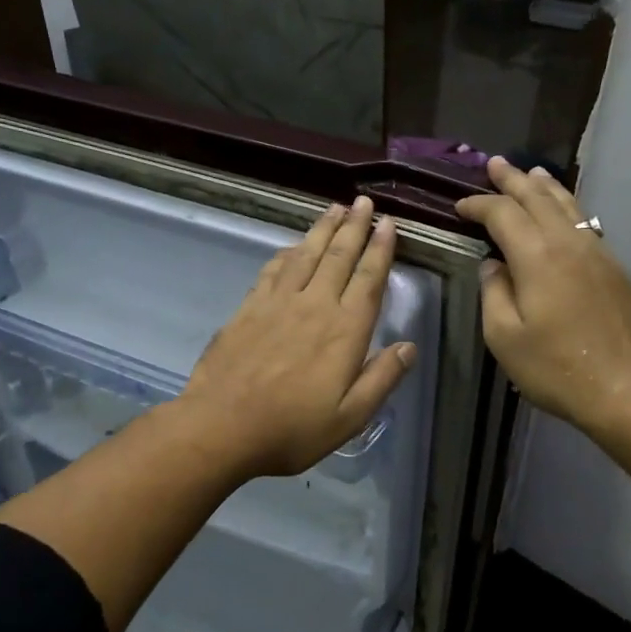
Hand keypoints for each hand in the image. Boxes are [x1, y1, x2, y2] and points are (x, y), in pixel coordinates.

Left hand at [178, 196, 415, 478]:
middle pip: (338, 257)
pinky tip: (292, 245)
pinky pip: (273, 269)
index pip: (368, 280)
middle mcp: (314, 306)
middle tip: (364, 202)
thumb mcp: (350, 418)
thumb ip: (381, 379)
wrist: (221, 427)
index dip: (380, 249)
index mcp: (344, 331)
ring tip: (335, 208)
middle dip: (354, 227)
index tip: (388, 224)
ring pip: (305, 255)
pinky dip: (287, 252)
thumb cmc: (292, 429)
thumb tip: (408, 347)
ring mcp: (277, 303)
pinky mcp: (248, 308)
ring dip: (322, 229)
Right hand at [457, 158, 630, 436]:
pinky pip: (586, 225)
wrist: (627, 388)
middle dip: (513, 180)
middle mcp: (569, 244)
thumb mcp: (505, 337)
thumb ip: (494, 293)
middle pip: (538, 199)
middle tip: (495, 163)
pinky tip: (565, 215)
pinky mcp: (615, 270)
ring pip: (569, 207)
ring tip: (533, 173)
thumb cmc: (556, 368)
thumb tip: (493, 264)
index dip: (479, 205)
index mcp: (537, 256)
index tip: (460, 206)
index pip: (503, 214)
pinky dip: (568, 209)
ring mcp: (598, 254)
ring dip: (546, 187)